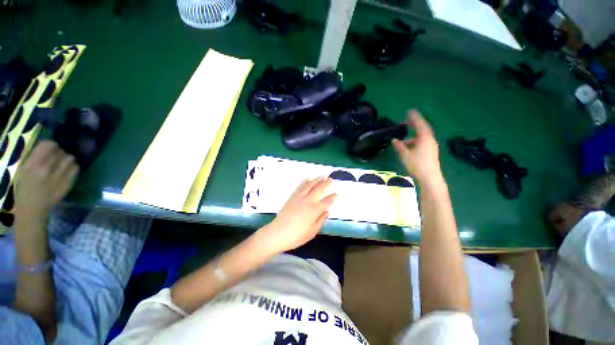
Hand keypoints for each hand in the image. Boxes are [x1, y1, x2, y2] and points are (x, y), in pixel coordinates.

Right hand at [15, 141, 78, 218]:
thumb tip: (49, 146)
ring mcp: (58, 177)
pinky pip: (76, 169)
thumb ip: (36, 158)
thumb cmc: (25, 189)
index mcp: (33, 165)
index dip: (51, 145)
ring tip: (62, 164)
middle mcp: (46, 169)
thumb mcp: (25, 170)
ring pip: (70, 158)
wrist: (33, 209)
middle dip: (59, 152)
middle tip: (56, 157)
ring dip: (67, 159)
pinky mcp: (68, 183)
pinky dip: (73, 167)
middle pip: (60, 151)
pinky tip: (67, 170)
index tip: (51, 148)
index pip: (48, 145)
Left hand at [254, 177, 336, 254]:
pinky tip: (307, 178)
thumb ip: (321, 220)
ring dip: (316, 180)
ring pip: (309, 186)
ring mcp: (299, 198)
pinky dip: (304, 182)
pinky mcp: (292, 197)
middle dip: (326, 184)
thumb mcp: (312, 232)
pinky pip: (299, 187)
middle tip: (330, 179)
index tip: (337, 193)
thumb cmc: (296, 236)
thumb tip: (327, 212)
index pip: (326, 201)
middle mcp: (308, 201)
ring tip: (321, 176)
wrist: (277, 233)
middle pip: (319, 190)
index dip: (332, 197)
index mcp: (314, 211)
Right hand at [392, 110, 441, 182]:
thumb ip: (399, 146)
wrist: (430, 178)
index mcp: (424, 138)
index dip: (414, 118)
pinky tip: (408, 147)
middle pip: (422, 130)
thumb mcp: (405, 155)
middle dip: (414, 125)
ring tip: (403, 140)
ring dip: (412, 137)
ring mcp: (431, 147)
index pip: (419, 124)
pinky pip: (422, 143)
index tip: (409, 111)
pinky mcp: (430, 152)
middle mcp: (430, 140)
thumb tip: (394, 140)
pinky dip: (415, 142)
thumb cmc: (417, 164)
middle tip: (406, 121)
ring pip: (421, 138)